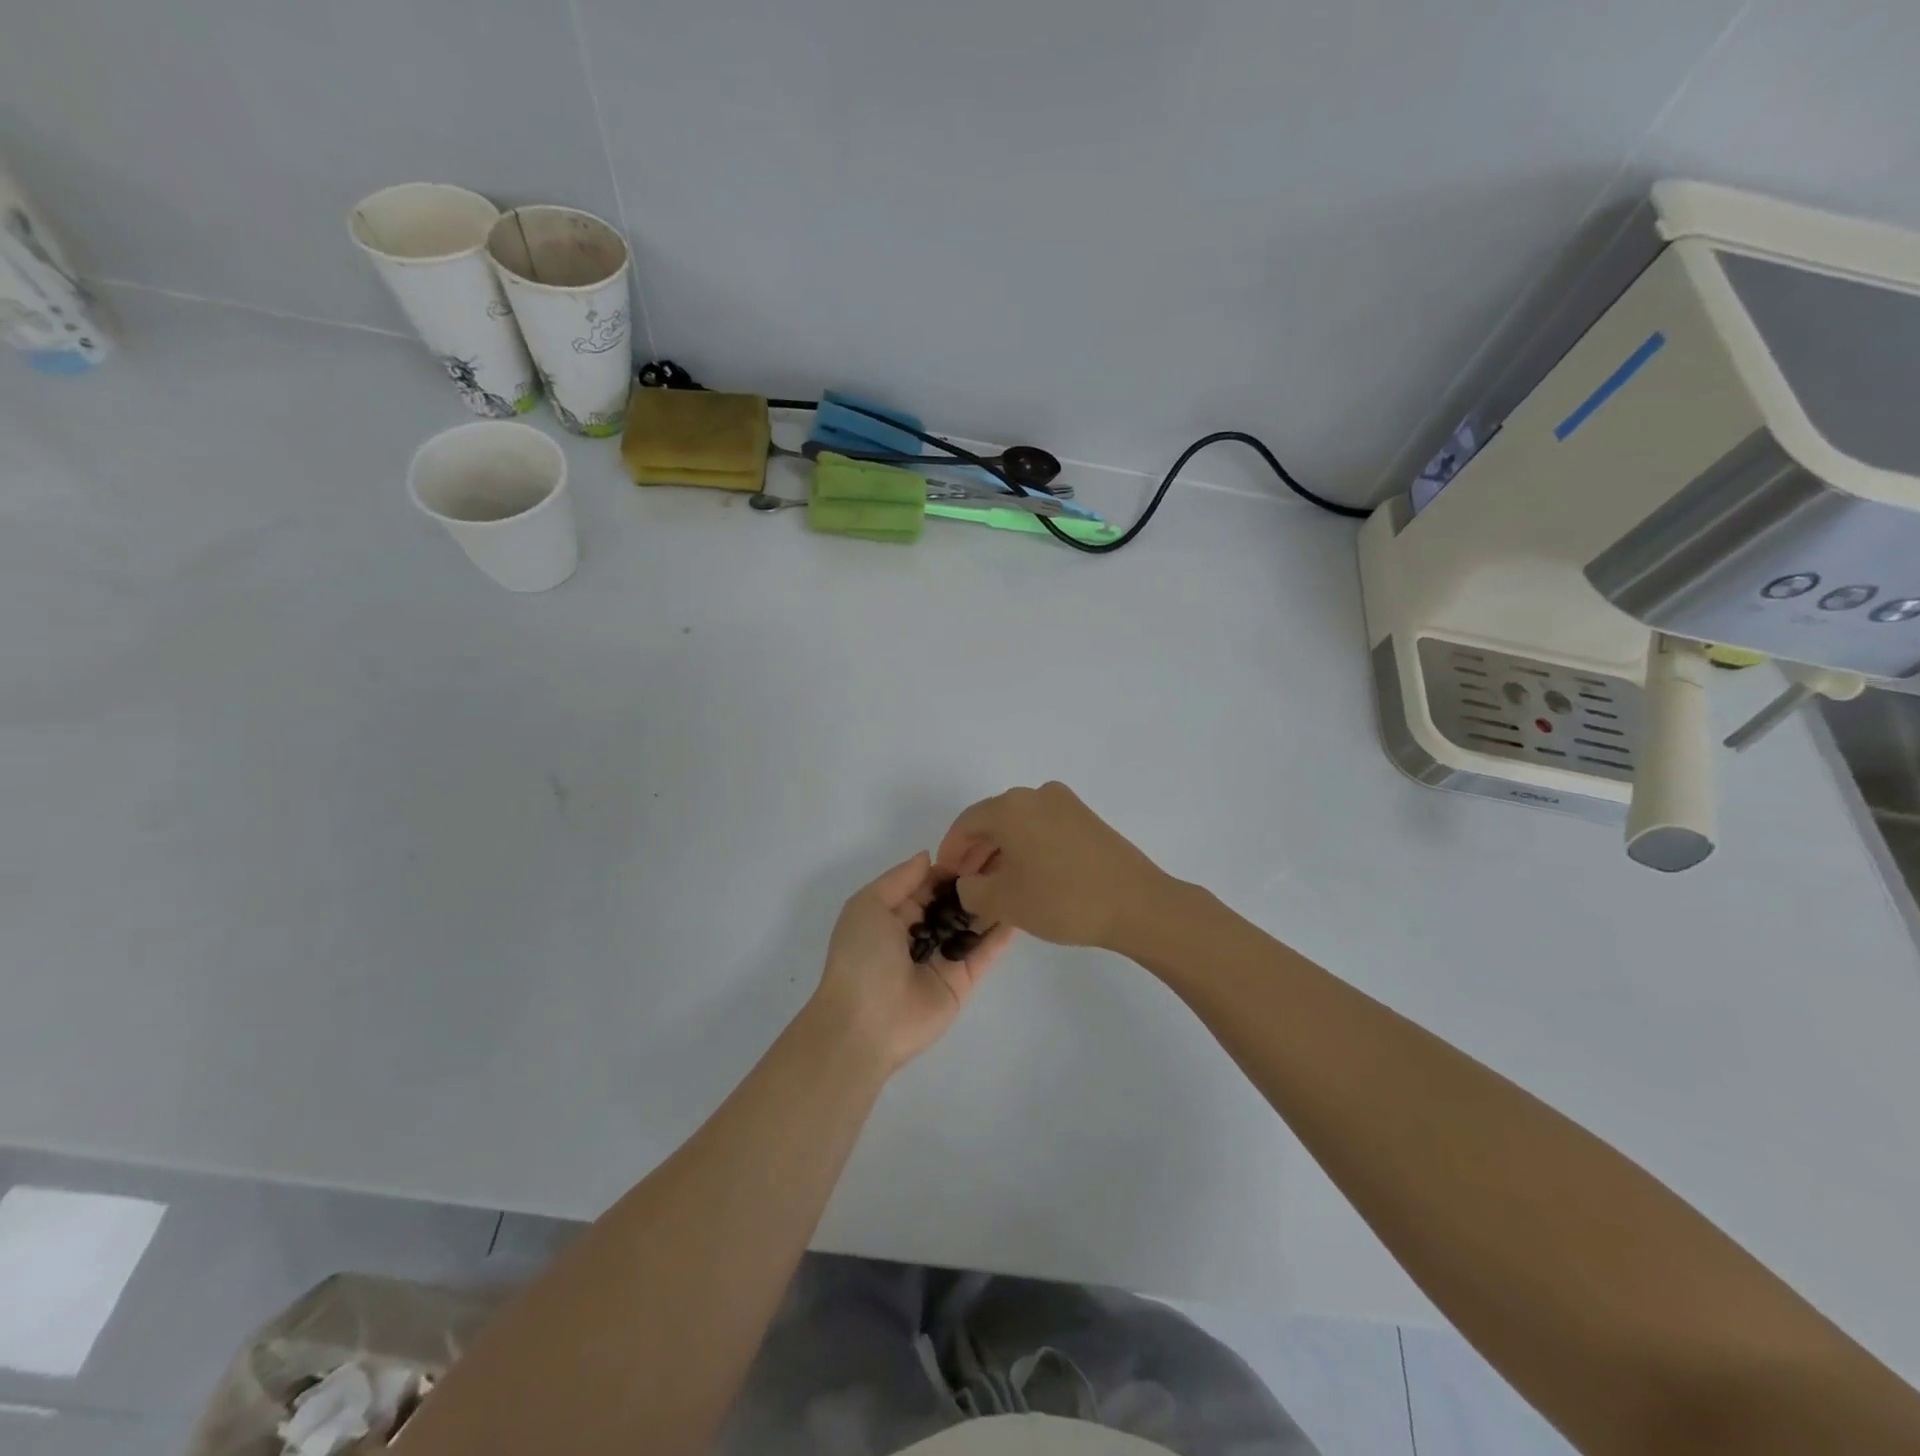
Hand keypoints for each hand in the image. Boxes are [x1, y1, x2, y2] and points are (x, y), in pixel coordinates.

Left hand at [809, 852, 1015, 1073]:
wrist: (865, 1023)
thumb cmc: (861, 957)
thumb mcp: (868, 905)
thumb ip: (900, 879)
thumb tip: (929, 856)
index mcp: (894, 913)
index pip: (928, 883)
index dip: (950, 865)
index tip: (978, 845)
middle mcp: (921, 932)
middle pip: (953, 901)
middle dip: (975, 880)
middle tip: (1007, 855)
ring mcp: (945, 956)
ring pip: (973, 924)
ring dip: (992, 901)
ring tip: (1021, 874)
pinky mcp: (964, 980)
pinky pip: (986, 951)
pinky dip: (1002, 933)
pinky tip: (1022, 908)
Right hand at [936, 782, 1168, 950]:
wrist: (1136, 904)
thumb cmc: (1062, 899)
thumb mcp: (1004, 902)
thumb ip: (971, 891)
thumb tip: (968, 884)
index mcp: (1011, 807)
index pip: (966, 824)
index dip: (950, 852)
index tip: (945, 878)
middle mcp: (1036, 795)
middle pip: (993, 821)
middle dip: (975, 852)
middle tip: (966, 884)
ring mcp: (1065, 804)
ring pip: (1019, 825)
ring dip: (1001, 852)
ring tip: (994, 886)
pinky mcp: (1087, 819)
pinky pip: (1042, 828)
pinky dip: (1027, 848)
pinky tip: (1027, 878)